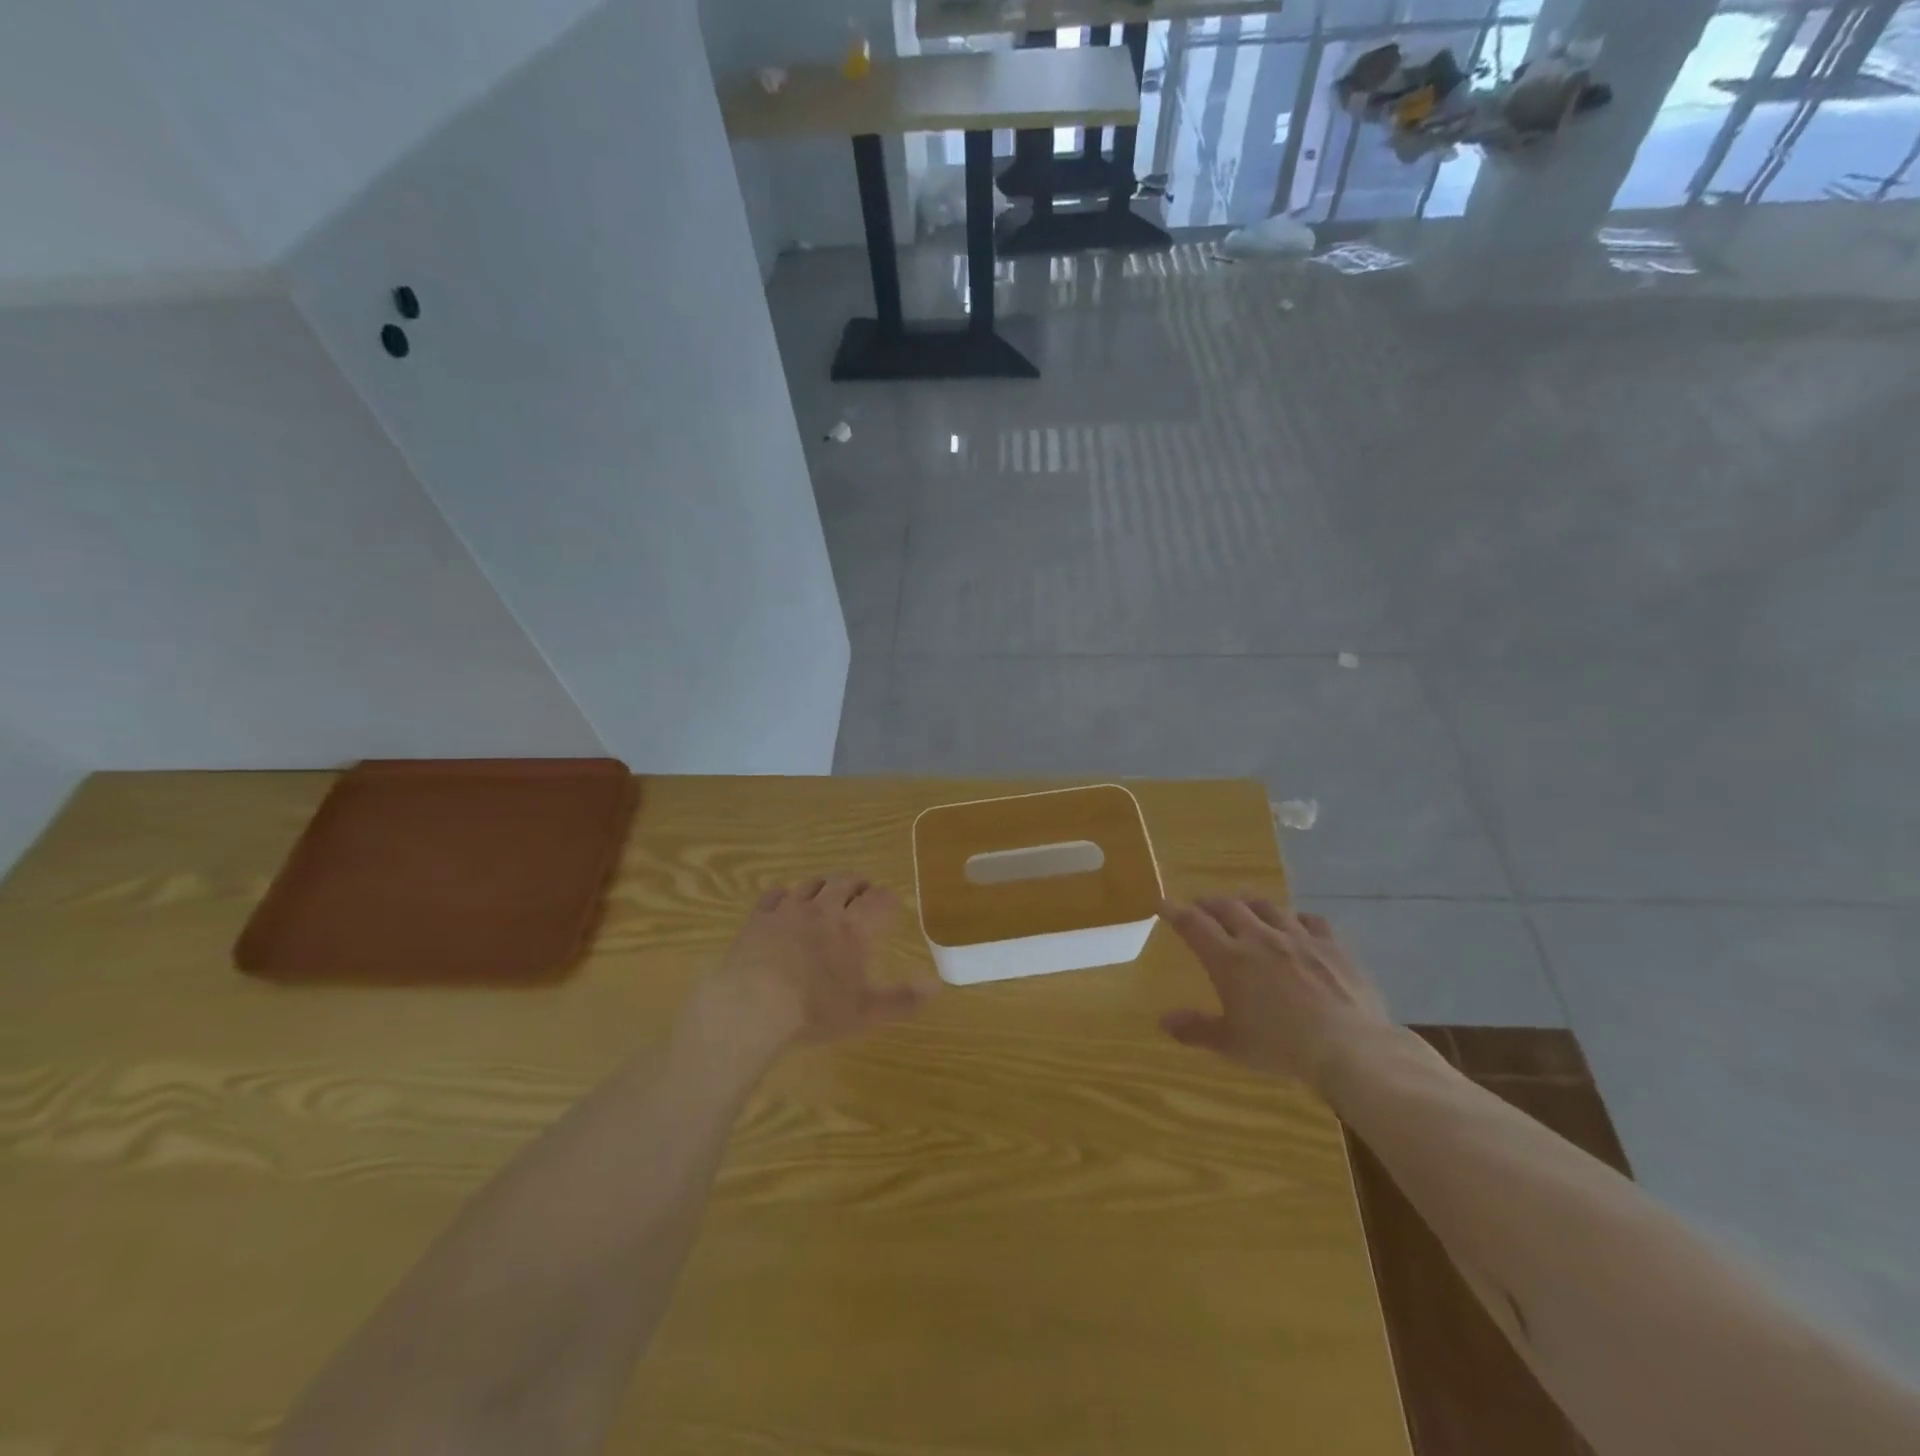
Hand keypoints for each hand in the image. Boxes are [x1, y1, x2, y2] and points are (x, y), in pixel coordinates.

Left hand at [680, 877, 930, 1069]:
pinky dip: (784, 893)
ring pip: (811, 885)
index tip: (891, 901)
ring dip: (824, 885)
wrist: (752, 1006)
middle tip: (863, 889)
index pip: (878, 901)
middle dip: (857, 884)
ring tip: (827, 891)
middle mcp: (824, 910)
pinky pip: (774, 895)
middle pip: (844, 883)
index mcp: (854, 928)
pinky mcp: (759, 918)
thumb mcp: (867, 1012)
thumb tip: (936, 985)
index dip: (887, 899)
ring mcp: (789, 910)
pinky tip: (784, 898)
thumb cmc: (815, 1010)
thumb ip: (903, 998)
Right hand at [1158, 898, 1389, 1090]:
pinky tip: (1296, 924)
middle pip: (1227, 907)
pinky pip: (1309, 920)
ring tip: (1242, 908)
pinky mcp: (1331, 944)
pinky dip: (1296, 918)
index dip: (1174, 911)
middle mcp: (1259, 938)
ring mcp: (1297, 937)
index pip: (1192, 923)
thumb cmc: (1282, 1048)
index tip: (1162, 904)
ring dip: (1248, 904)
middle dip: (1208, 903)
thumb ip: (1196, 1030)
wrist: (1350, 1048)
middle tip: (1200, 906)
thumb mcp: (1232, 1045)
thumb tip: (1163, 1021)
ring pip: (1266, 906)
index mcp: (1229, 959)